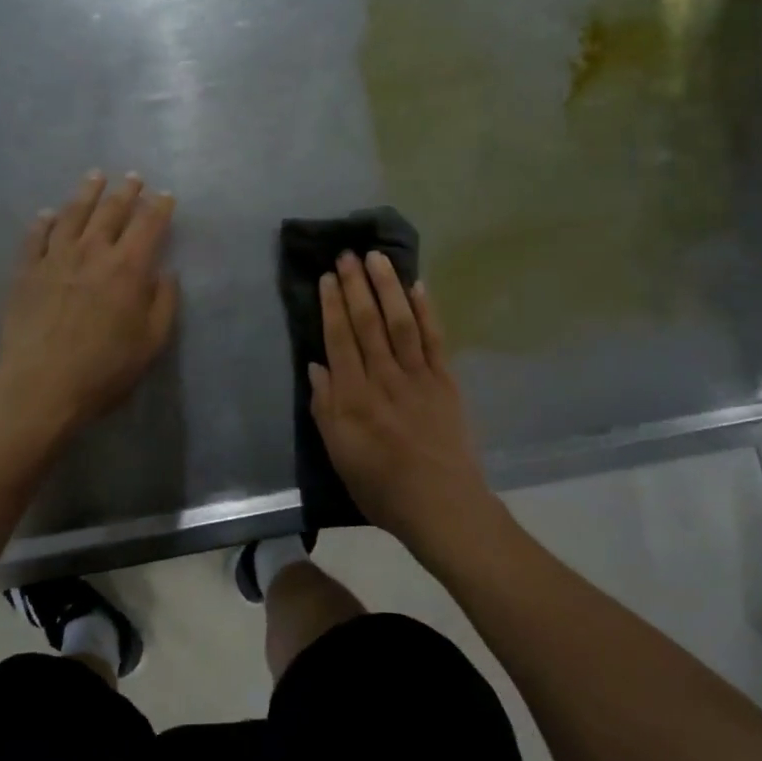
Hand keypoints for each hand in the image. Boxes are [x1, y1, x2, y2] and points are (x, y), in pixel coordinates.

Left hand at [0, 171, 178, 434]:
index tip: (165, 195)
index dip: (159, 207)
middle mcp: (92, 252)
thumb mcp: (151, 342)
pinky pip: (35, 236)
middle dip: (126, 191)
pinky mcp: (26, 271)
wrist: (40, 384)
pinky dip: (44, 221)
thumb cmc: (104, 368)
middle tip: (133, 177)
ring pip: (73, 214)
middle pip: (111, 211)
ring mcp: (55, 258)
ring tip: (95, 176)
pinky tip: (48, 213)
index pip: (148, 224)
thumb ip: (163, 303)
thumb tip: (166, 273)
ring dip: (87, 193)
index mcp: (128, 267)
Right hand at [309, 251, 496, 552]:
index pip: (339, 339)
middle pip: (367, 322)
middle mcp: (383, 378)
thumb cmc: (382, 487)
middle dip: (355, 285)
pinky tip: (417, 286)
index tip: (326, 277)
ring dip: (388, 286)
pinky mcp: (445, 381)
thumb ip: (325, 408)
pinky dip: (426, 310)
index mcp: (354, 397)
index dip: (332, 305)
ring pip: (399, 321)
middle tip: (347, 254)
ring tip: (377, 258)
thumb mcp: (339, 455)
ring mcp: (418, 376)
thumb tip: (316, 365)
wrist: (442, 506)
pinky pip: (434, 338)